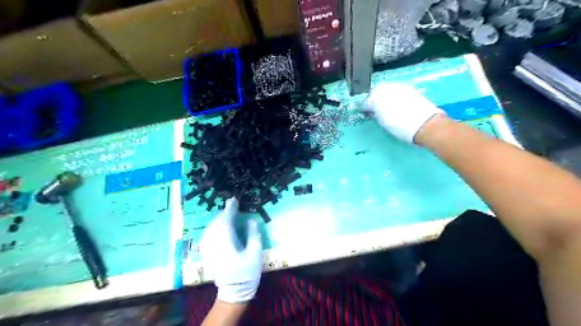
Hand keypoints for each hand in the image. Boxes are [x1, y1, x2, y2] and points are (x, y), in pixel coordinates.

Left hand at [200, 198, 263, 304]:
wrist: (234, 292)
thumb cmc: (247, 273)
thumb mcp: (255, 253)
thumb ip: (253, 235)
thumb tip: (251, 220)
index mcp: (226, 243)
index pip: (225, 221)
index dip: (229, 209)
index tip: (233, 200)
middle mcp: (215, 244)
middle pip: (216, 223)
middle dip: (223, 213)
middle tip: (232, 205)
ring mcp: (210, 249)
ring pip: (211, 228)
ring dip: (219, 219)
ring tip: (227, 214)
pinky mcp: (209, 254)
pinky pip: (209, 235)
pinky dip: (215, 227)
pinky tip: (220, 227)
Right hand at [362, 85, 445, 143]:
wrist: (425, 125)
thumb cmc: (400, 127)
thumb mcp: (383, 123)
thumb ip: (376, 114)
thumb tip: (372, 112)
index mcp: (376, 99)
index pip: (366, 102)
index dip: (365, 108)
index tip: (366, 113)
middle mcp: (386, 89)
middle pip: (376, 91)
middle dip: (373, 98)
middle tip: (374, 108)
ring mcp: (399, 88)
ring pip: (386, 89)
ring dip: (384, 96)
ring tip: (386, 106)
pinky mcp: (409, 89)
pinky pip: (397, 90)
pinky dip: (394, 95)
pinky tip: (396, 104)